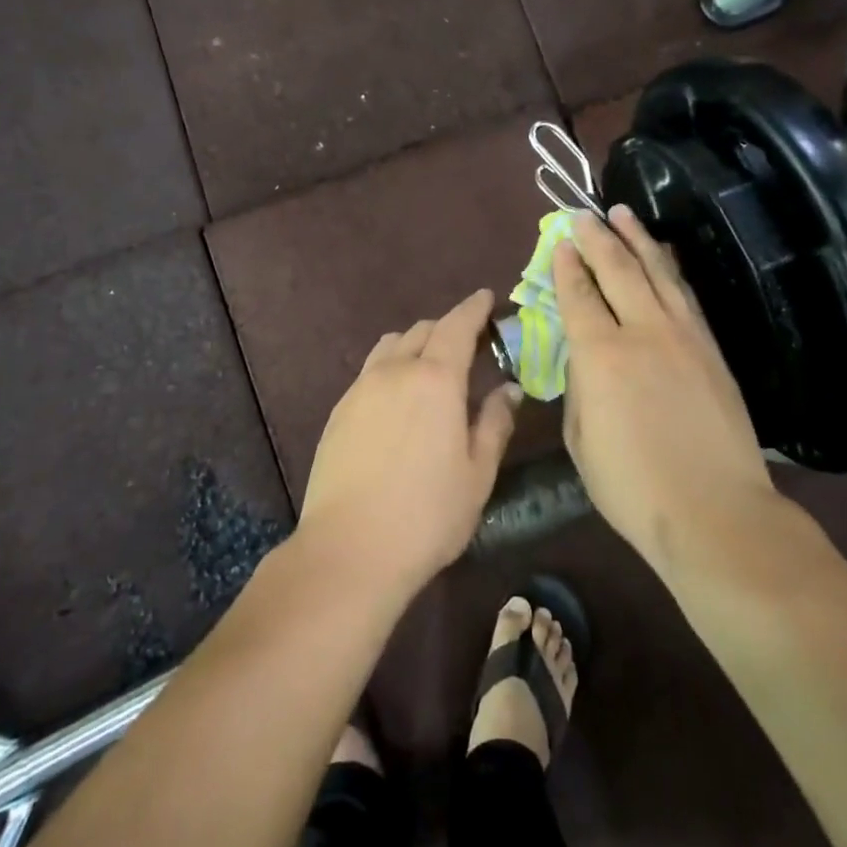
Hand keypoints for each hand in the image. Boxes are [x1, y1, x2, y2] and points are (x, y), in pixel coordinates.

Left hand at [299, 289, 520, 596]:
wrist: (349, 549)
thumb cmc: (427, 514)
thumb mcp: (477, 473)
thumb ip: (494, 423)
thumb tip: (507, 389)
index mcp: (435, 379)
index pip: (457, 325)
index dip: (474, 308)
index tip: (486, 298)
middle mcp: (394, 371)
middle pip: (422, 330)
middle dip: (447, 327)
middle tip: (468, 345)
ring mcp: (360, 388)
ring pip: (391, 346)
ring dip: (415, 344)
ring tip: (430, 368)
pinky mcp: (339, 410)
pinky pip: (370, 371)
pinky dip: (391, 368)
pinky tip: (398, 400)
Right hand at [555, 206, 778, 570]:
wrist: (715, 512)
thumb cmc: (632, 486)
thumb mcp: (580, 439)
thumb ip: (578, 387)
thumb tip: (585, 356)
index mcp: (600, 354)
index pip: (578, 295)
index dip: (567, 265)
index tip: (561, 241)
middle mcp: (642, 331)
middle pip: (617, 269)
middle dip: (597, 237)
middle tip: (584, 214)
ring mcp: (683, 336)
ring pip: (657, 272)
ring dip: (637, 239)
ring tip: (623, 214)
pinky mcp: (711, 348)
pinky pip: (685, 294)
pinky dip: (670, 268)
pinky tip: (663, 256)